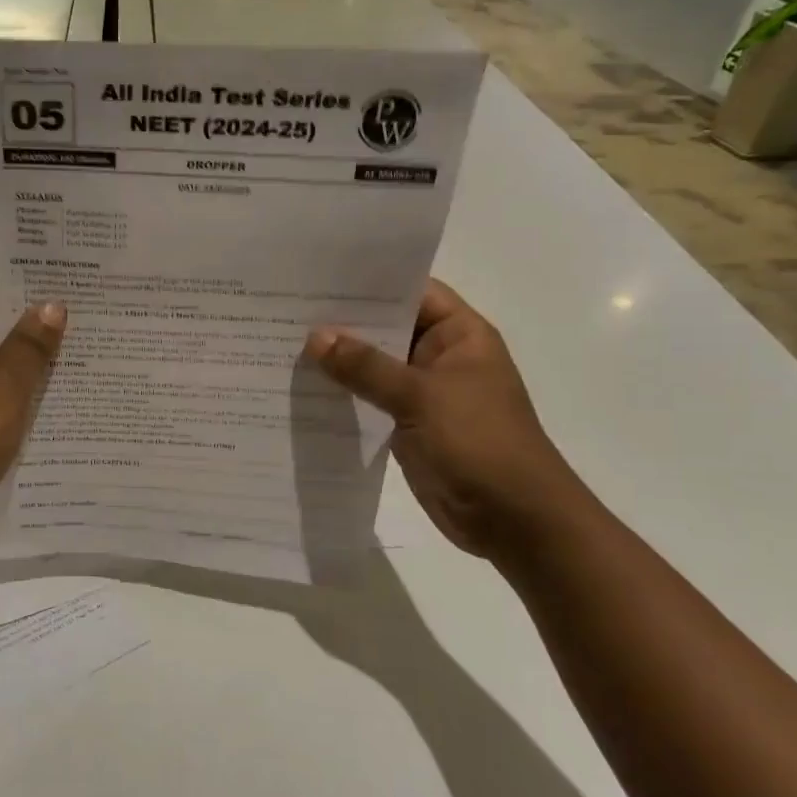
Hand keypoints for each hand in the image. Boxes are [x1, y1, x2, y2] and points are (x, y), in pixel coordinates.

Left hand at [0, 251, 65, 559]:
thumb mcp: (2, 389)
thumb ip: (30, 345)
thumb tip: (53, 305)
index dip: (8, 259)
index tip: (55, 260)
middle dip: (28, 302)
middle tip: (84, 295)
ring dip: (29, 343)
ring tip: (84, 331)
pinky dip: (20, 377)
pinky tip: (63, 378)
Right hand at [305, 280, 595, 563]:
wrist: (514, 519)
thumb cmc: (479, 443)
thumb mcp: (420, 397)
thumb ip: (366, 367)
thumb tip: (315, 337)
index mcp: (459, 335)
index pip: (411, 291)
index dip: (369, 282)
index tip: (318, 276)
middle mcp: (441, 356)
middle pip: (386, 328)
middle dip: (342, 322)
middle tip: (286, 310)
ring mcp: (424, 392)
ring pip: (374, 367)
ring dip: (338, 361)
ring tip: (282, 344)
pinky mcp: (409, 425)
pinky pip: (371, 400)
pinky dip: (344, 394)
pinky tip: (303, 388)